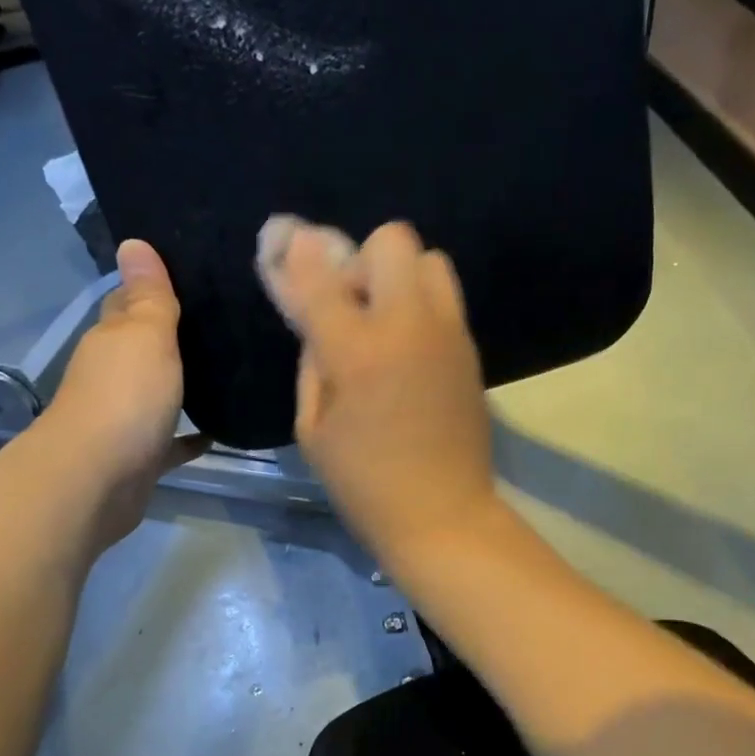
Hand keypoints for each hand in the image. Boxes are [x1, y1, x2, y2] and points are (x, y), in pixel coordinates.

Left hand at [39, 239, 205, 551]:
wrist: (97, 481)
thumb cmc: (125, 399)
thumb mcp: (146, 336)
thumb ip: (149, 295)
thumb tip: (133, 241)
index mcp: (111, 340)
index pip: (127, 303)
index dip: (153, 289)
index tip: (193, 278)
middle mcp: (112, 375)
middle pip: (142, 348)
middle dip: (173, 337)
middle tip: (224, 324)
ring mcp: (124, 419)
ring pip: (157, 393)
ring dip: (182, 385)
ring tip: (229, 372)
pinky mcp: (139, 457)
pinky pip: (170, 441)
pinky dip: (189, 436)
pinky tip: (218, 432)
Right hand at [264, 221, 499, 566]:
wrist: (444, 515)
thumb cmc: (364, 484)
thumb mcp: (313, 429)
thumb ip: (312, 363)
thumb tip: (315, 321)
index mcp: (358, 351)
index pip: (320, 276)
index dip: (296, 253)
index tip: (284, 242)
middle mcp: (408, 326)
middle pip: (392, 240)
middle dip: (362, 260)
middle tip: (352, 305)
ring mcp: (447, 334)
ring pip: (430, 259)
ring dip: (400, 277)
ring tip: (385, 324)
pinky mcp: (470, 350)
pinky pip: (445, 299)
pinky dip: (421, 306)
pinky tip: (408, 349)